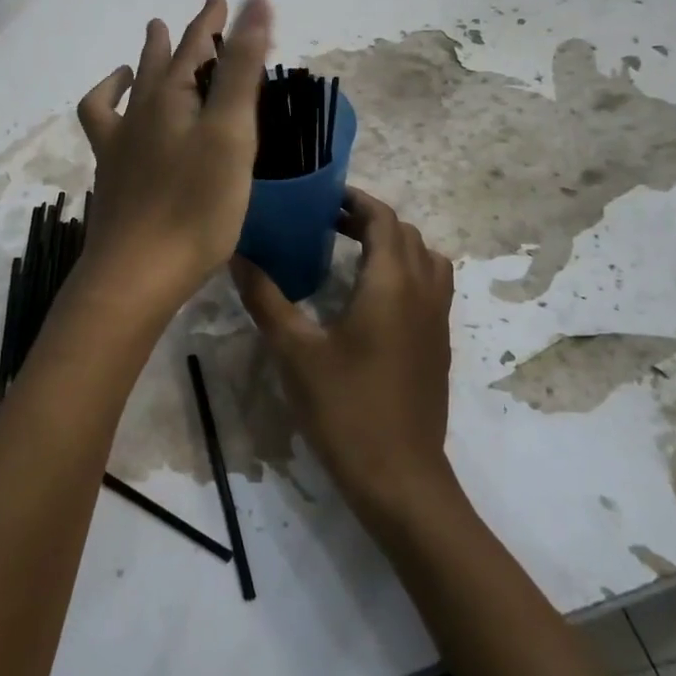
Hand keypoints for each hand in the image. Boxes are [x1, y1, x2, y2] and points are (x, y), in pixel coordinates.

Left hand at [75, 0, 271, 314]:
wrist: (138, 272)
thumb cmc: (196, 205)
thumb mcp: (231, 133)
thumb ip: (242, 68)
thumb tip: (255, 1)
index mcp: (175, 98)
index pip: (197, 45)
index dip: (214, 20)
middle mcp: (143, 111)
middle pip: (164, 60)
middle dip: (186, 35)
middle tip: (202, 15)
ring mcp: (122, 142)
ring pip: (133, 86)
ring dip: (145, 58)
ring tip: (153, 39)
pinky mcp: (112, 172)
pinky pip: (103, 121)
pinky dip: (109, 99)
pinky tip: (118, 102)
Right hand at [232, 189, 456, 522]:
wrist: (399, 477)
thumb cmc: (344, 408)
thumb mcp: (295, 351)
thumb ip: (265, 298)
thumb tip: (236, 256)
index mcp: (392, 283)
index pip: (384, 219)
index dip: (356, 201)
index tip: (322, 198)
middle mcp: (423, 292)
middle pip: (406, 235)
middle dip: (370, 220)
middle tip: (327, 223)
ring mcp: (438, 320)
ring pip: (426, 259)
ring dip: (394, 245)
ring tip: (353, 253)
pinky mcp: (439, 345)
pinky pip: (431, 287)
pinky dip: (407, 272)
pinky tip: (371, 298)